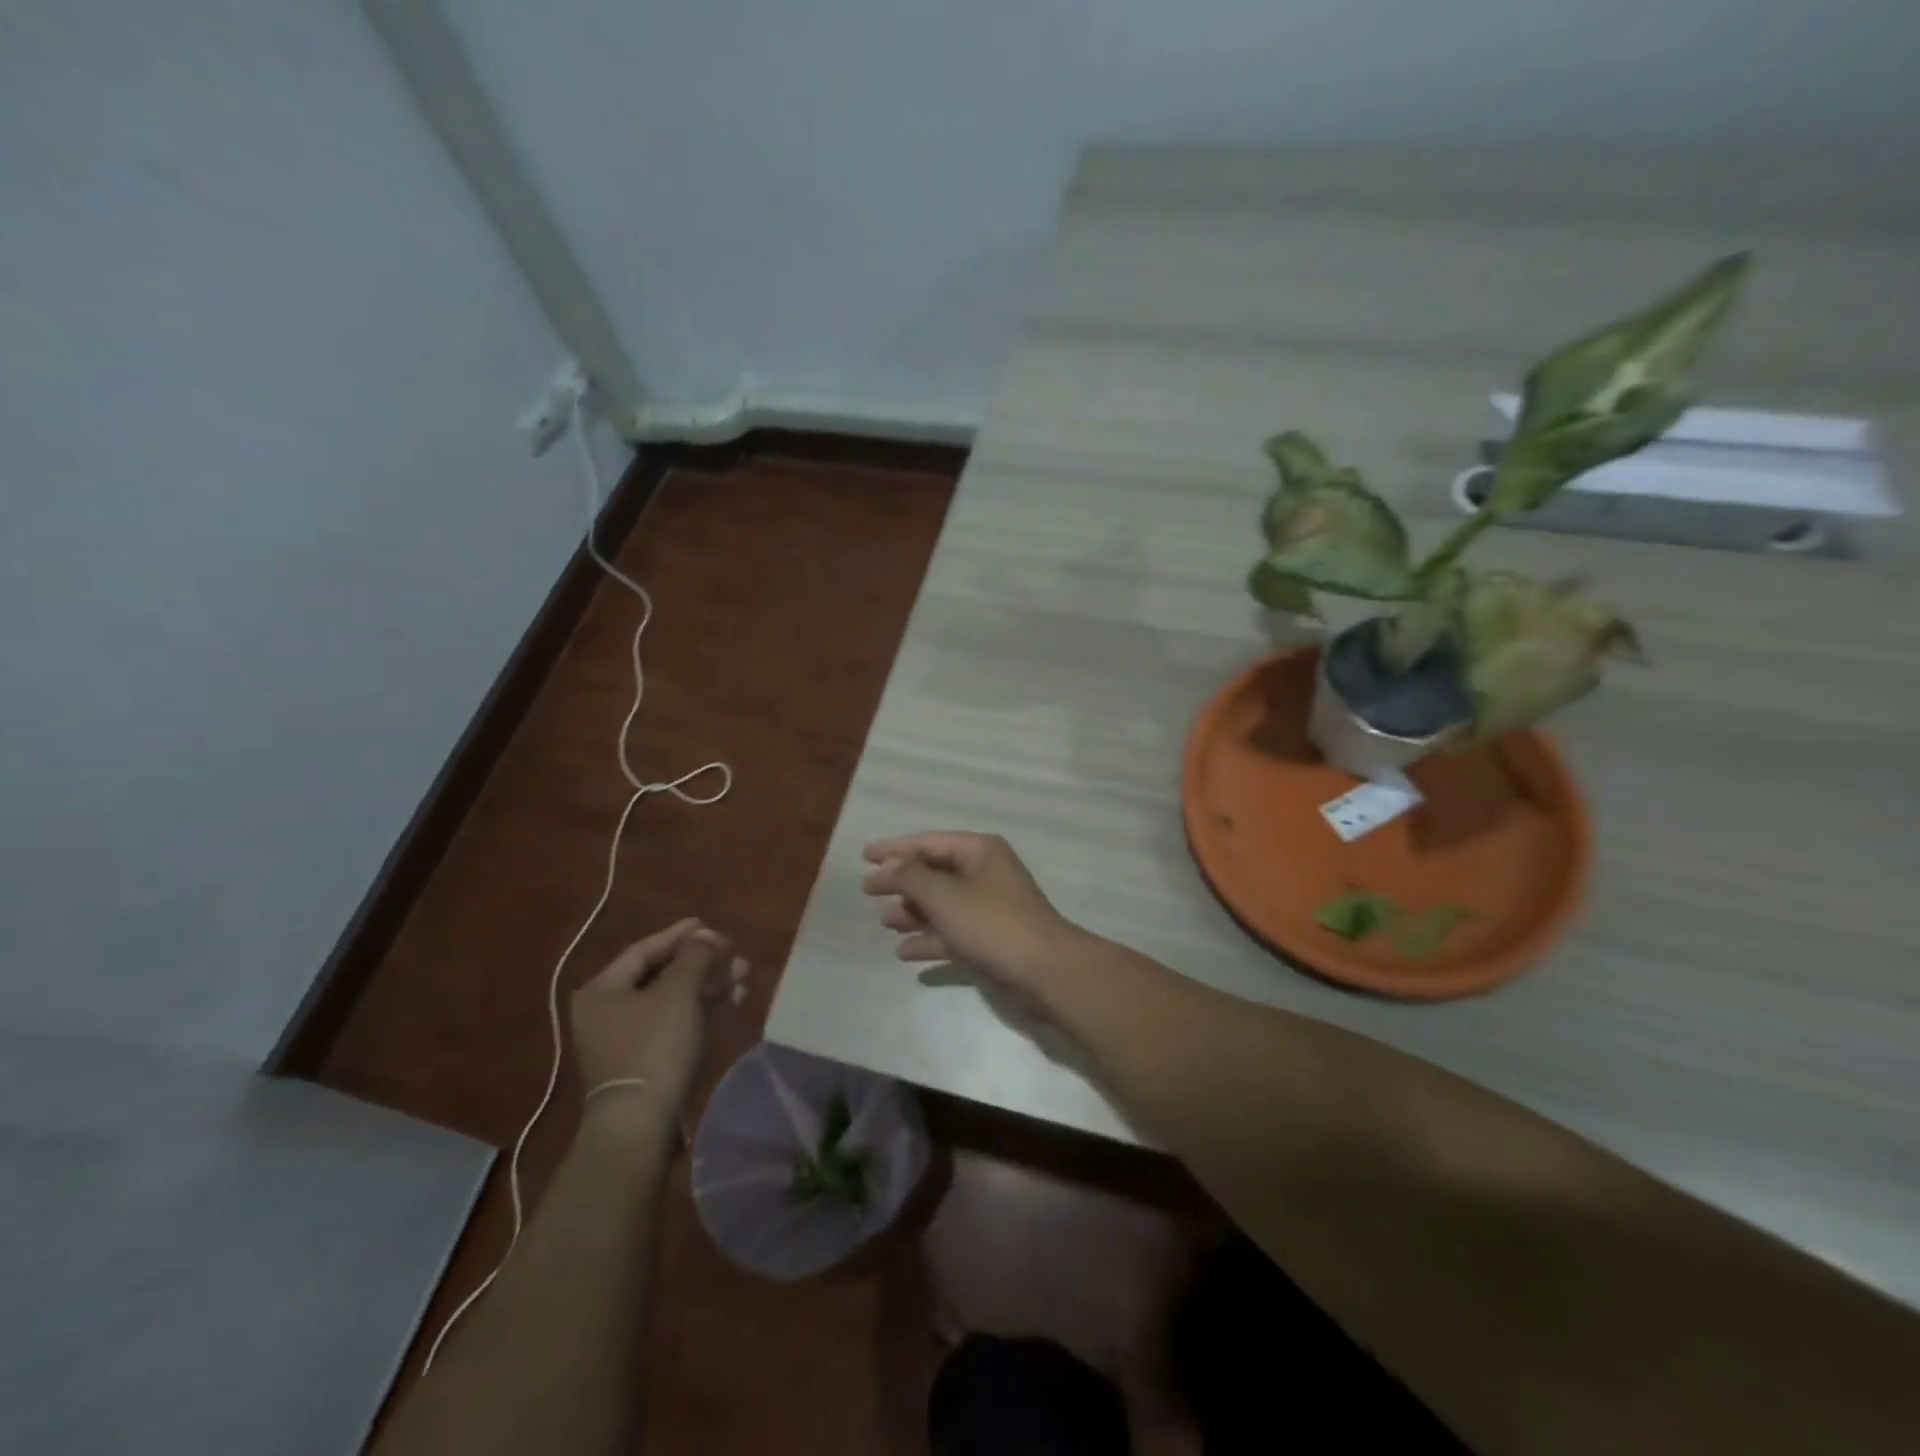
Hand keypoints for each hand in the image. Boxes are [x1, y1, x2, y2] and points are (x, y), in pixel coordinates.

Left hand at [570, 918, 748, 1116]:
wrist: (641, 1123)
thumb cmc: (654, 1046)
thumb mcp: (678, 992)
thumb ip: (694, 956)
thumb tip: (705, 936)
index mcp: (602, 990)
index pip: (644, 950)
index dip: (679, 935)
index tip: (710, 926)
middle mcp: (606, 1011)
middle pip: (661, 975)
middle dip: (702, 963)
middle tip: (735, 955)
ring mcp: (624, 1039)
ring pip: (672, 1000)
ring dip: (708, 986)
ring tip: (743, 977)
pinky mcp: (643, 1061)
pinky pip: (674, 1023)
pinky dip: (701, 1010)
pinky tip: (732, 1002)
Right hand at [862, 832, 1078, 997]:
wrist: (1044, 971)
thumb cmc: (992, 923)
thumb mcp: (945, 896)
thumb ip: (910, 877)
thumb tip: (886, 867)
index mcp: (980, 852)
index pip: (930, 842)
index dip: (896, 848)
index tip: (865, 855)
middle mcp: (986, 874)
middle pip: (935, 873)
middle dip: (903, 883)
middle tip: (869, 891)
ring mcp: (990, 908)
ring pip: (943, 905)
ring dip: (914, 912)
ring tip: (885, 923)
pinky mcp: (991, 940)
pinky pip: (953, 933)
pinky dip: (930, 939)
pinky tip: (905, 953)